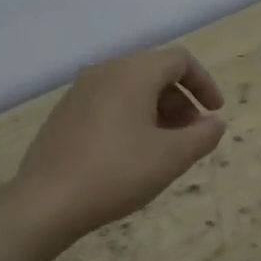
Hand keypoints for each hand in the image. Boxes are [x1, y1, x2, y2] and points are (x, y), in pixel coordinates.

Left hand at [13, 46, 226, 240]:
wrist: (46, 200)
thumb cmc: (116, 173)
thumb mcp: (171, 157)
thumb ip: (202, 136)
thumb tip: (214, 123)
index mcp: (132, 72)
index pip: (179, 60)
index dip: (204, 83)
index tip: (215, 113)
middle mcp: (104, 70)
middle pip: (154, 71)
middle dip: (180, 100)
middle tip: (191, 135)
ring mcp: (79, 90)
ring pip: (129, 87)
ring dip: (156, 109)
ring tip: (164, 147)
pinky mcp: (64, 112)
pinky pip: (108, 102)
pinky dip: (130, 116)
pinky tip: (130, 152)